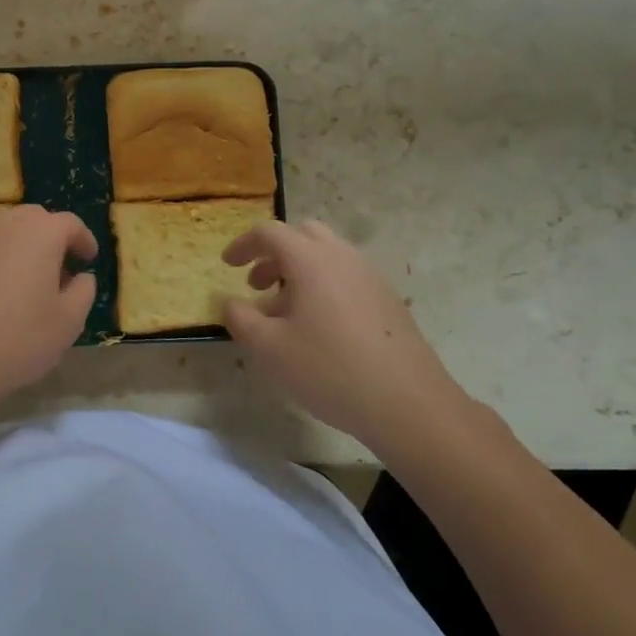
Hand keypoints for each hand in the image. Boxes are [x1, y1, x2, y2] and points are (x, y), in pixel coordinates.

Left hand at [0, 204, 97, 407]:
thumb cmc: (18, 339)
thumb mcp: (69, 322)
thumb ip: (84, 291)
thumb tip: (80, 277)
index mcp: (40, 233)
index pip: (69, 224)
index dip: (83, 240)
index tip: (88, 260)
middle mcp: (4, 225)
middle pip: (35, 219)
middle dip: (51, 237)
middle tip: (59, 269)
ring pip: (5, 230)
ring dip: (22, 246)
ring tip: (27, 281)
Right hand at [223, 219, 465, 445]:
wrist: (408, 403)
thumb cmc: (329, 369)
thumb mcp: (269, 349)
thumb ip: (241, 319)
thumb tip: (232, 303)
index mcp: (311, 260)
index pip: (269, 233)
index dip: (243, 245)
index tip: (227, 265)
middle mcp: (342, 257)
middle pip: (303, 234)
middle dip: (274, 253)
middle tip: (257, 285)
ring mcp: (370, 277)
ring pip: (327, 255)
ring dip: (299, 271)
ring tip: (285, 312)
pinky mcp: (388, 300)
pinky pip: (346, 276)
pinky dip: (323, 285)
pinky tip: (319, 328)